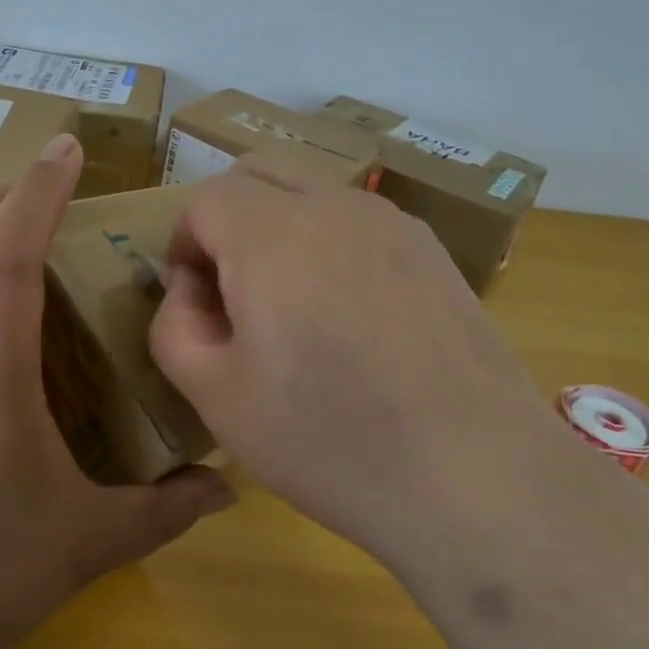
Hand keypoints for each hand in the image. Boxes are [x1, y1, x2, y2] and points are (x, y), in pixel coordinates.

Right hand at [148, 155, 561, 567]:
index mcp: (270, 235)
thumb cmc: (327, 439)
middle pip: (258, 172)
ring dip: (279, 225)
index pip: (205, 200)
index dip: (184, 244)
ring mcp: (391, 223)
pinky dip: (329, 241)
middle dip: (227, 217)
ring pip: (311, 189)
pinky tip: (350, 316)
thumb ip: (175, 326)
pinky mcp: (432, 250)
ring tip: (291, 305)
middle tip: (231, 289)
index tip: (195, 301)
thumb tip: (190, 289)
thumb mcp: (216, 396)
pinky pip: (358, 220)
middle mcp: (332, 207)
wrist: (474, 476)